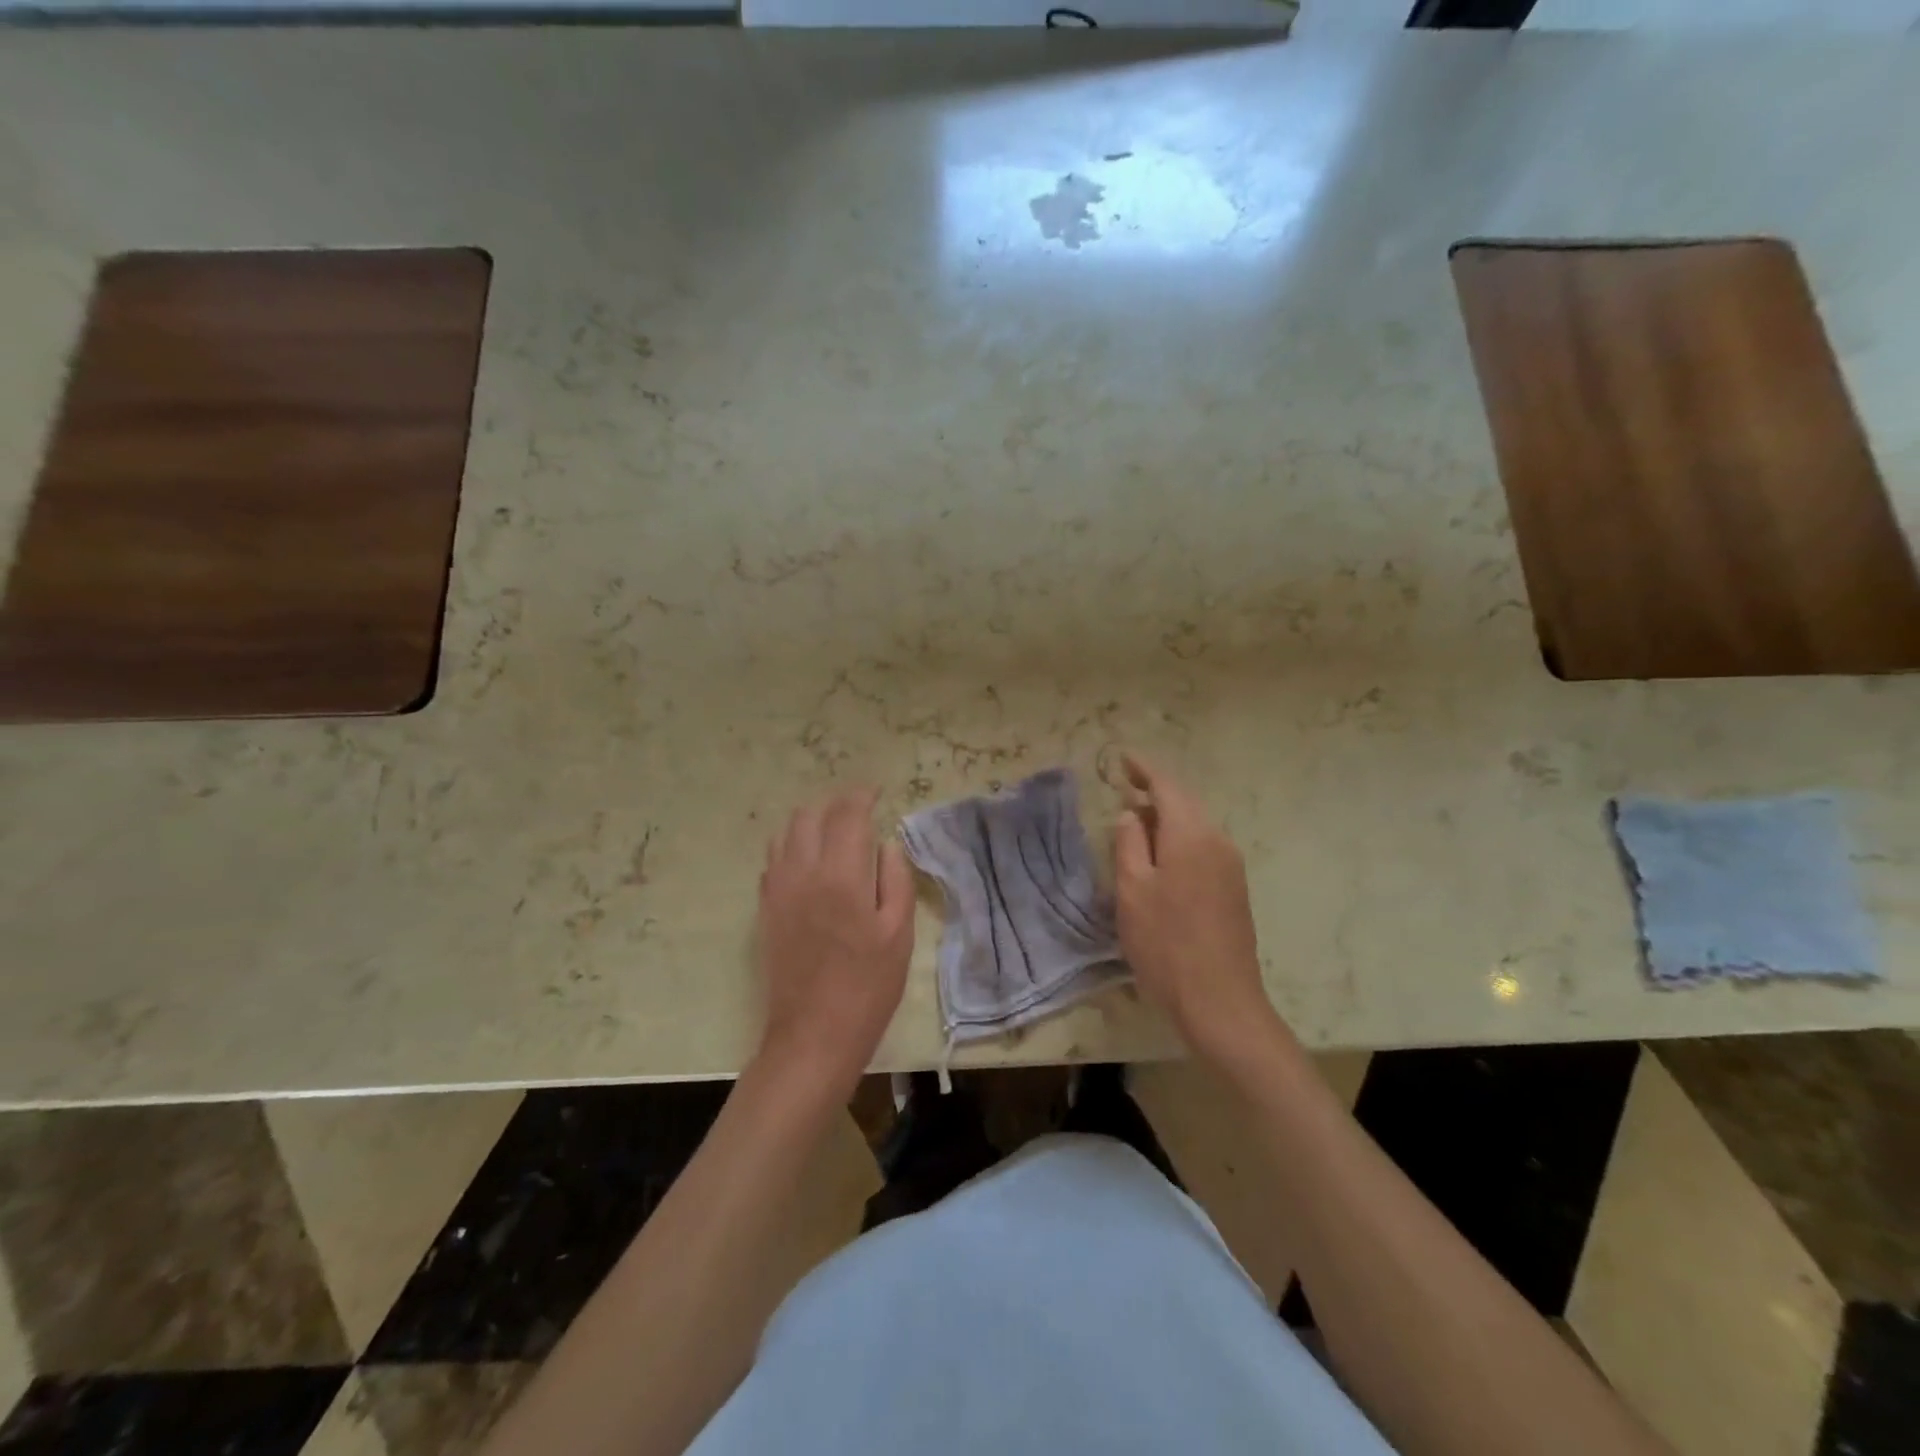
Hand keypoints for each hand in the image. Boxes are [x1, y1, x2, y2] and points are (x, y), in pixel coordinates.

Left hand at [755, 787, 914, 1093]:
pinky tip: (812, 866)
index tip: (877, 793)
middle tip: (860, 815)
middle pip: (810, 815)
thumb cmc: (868, 986)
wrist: (813, 1035)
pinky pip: (774, 860)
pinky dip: (793, 848)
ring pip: (786, 833)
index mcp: (841, 876)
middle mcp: (802, 872)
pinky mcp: (765, 909)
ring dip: (811, 824)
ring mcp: (777, 890)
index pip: (847, 814)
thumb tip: (885, 844)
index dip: (862, 795)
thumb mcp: (899, 934)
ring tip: (835, 836)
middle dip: (836, 806)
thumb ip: (894, 879)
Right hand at [1113, 753, 1280, 1063]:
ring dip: (1167, 817)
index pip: (1167, 786)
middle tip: (1125, 787)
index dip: (1144, 769)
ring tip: (1136, 821)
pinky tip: (1161, 855)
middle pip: (1185, 802)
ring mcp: (1231, 866)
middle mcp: (1218, 841)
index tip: (1122, 759)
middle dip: (1155, 791)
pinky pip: (1203, 846)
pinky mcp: (1234, 889)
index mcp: (1191, 835)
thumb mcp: (1132, 890)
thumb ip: (1129, 843)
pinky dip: (1179, 838)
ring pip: (1195, 825)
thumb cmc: (1166, 944)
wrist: (1220, 1001)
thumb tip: (1131, 813)